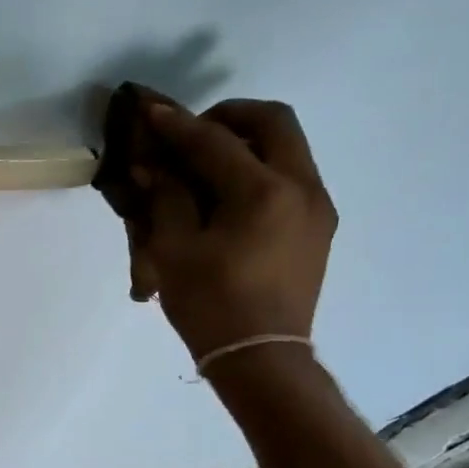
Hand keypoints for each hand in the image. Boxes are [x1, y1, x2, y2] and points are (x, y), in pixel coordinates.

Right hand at [129, 99, 336, 359]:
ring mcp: (317, 207)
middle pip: (273, 122)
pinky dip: (260, 169)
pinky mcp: (318, 227)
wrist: (261, 358)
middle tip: (193, 133)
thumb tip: (153, 165)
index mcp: (263, 193)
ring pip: (288, 147)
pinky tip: (228, 195)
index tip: (150, 109)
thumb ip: (165, 197)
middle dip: (229, 116)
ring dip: (248, 142)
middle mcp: (301, 188)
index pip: (214, 142)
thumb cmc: (211, 306)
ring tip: (207, 164)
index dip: (178, 124)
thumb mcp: (174, 250)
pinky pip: (291, 177)